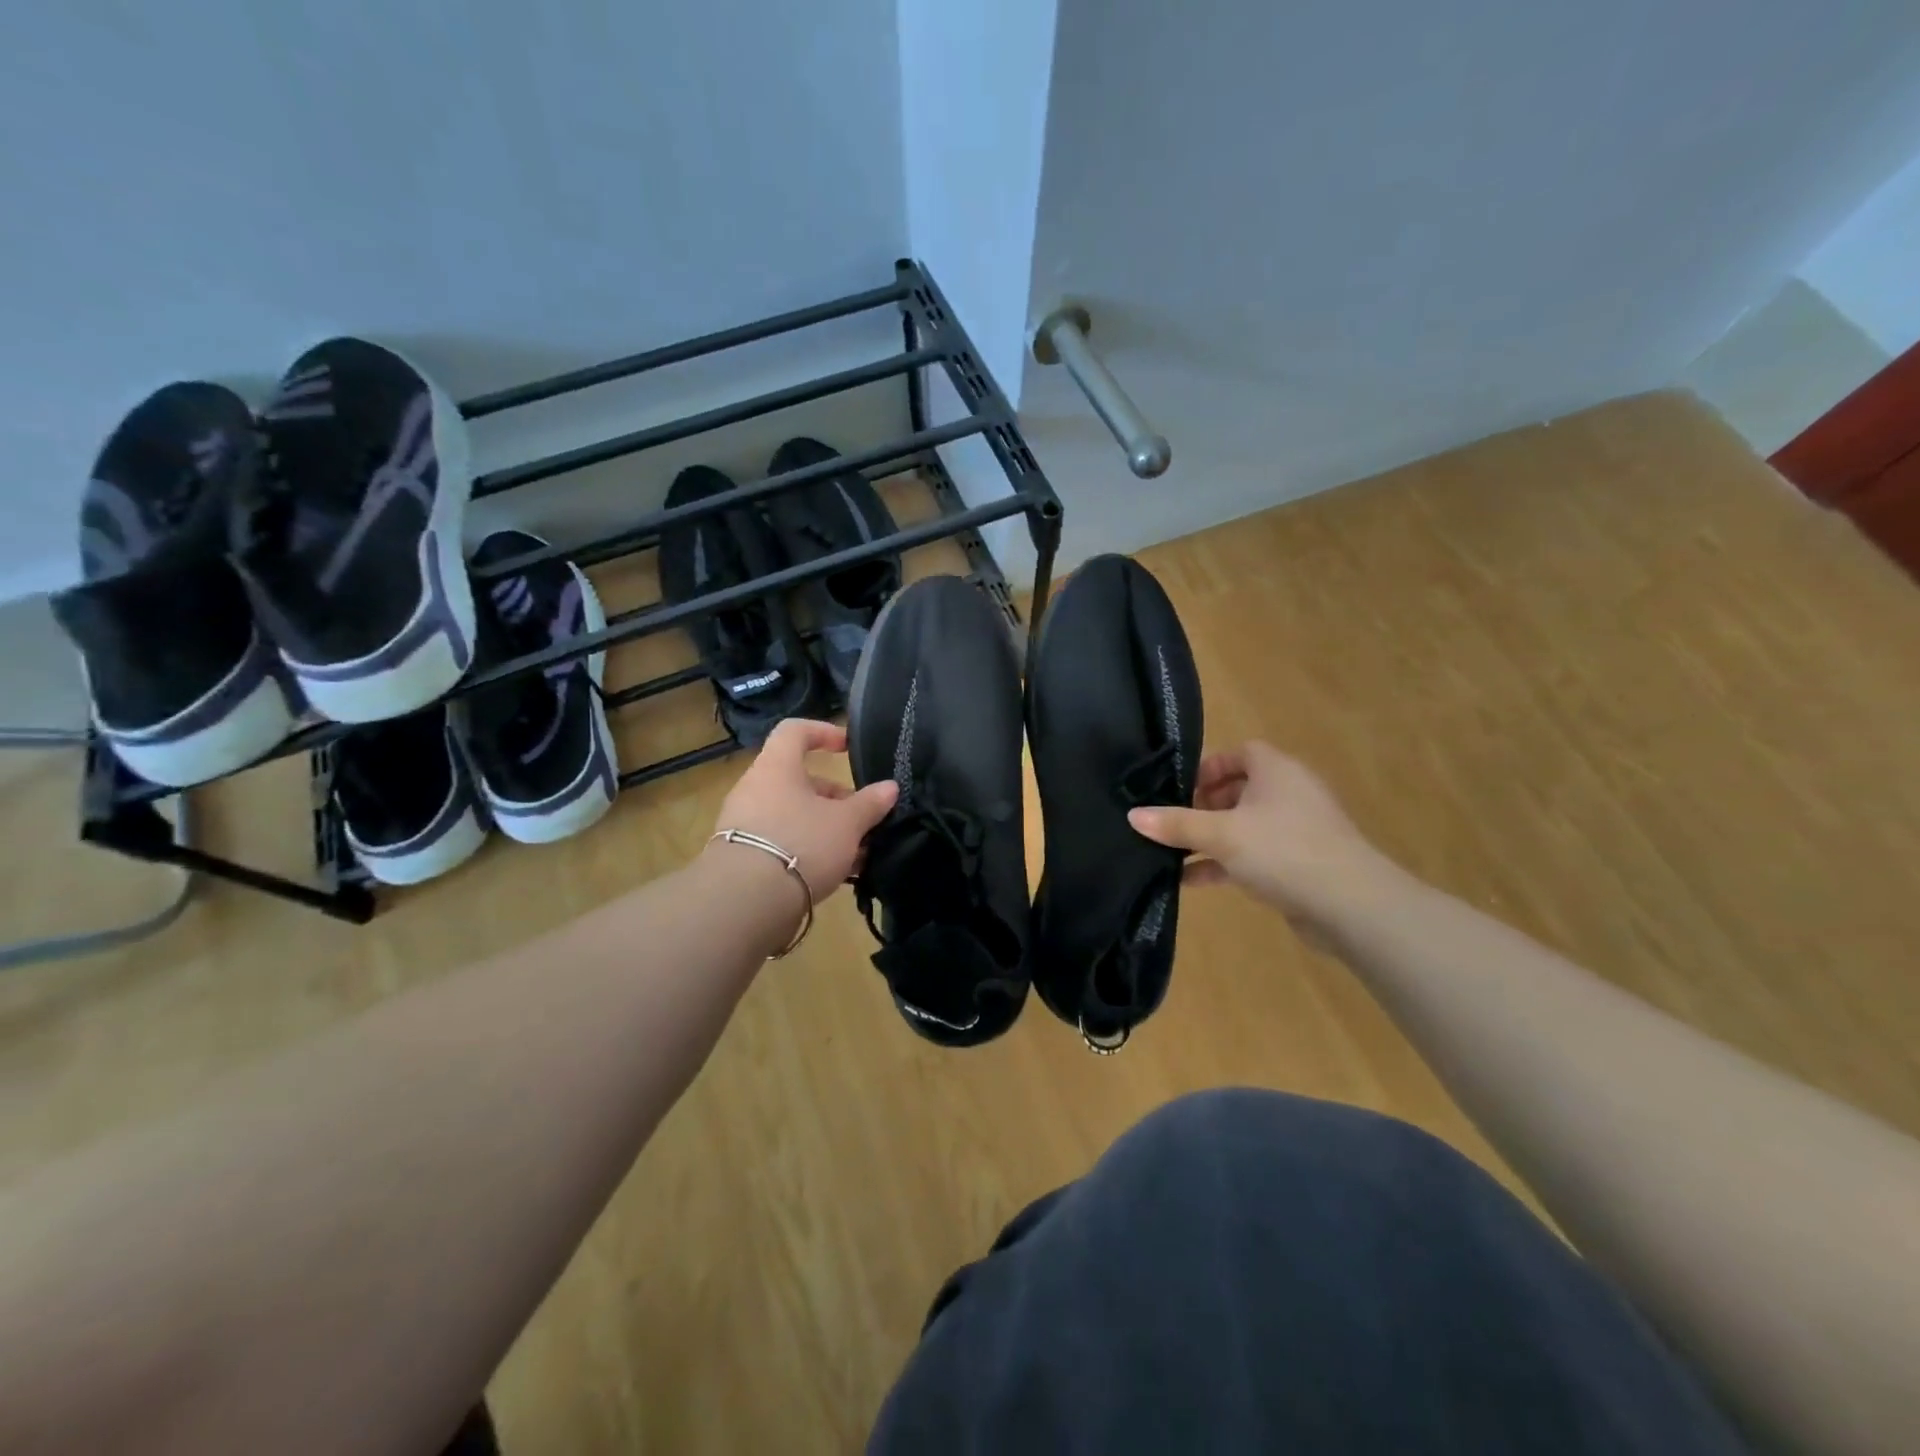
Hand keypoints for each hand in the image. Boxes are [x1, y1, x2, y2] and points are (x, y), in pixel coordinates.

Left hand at [709, 719, 897, 902]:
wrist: (746, 901)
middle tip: (862, 818)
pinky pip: (782, 842)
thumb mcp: (847, 823)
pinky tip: (835, 874)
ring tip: (856, 853)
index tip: (847, 748)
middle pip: (799, 780)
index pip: (795, 731)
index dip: (823, 732)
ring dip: (825, 828)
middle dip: (835, 797)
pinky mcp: (742, 857)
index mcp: (777, 767)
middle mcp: (755, 788)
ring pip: (793, 815)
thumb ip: (870, 804)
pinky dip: (808, 850)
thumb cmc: (801, 843)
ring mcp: (744, 823)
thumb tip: (890, 787)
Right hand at [1128, 741, 1398, 935]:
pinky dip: (1226, 863)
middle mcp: (1289, 793)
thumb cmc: (1283, 851)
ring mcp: (1297, 830)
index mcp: (1276, 771)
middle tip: (1175, 823)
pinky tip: (1192, 881)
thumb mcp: (1221, 835)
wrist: (1350, 905)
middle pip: (1239, 790)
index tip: (1179, 790)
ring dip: (1211, 839)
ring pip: (1245, 826)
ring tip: (1173, 854)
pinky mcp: (1300, 863)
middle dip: (1203, 806)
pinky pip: (1254, 854)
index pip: (1240, 753)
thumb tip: (1133, 815)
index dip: (1208, 767)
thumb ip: (1176, 824)